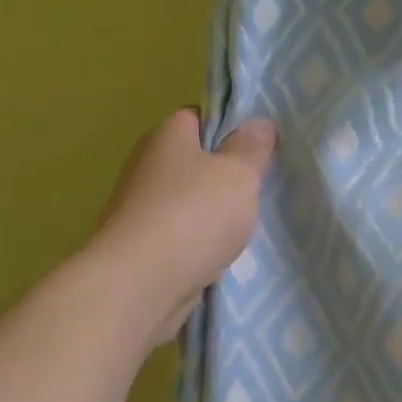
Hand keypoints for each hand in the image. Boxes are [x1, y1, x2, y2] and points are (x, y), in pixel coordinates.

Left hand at [90, 109, 275, 347]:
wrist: (141, 284)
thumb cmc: (194, 215)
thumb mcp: (238, 174)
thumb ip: (252, 148)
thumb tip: (259, 122)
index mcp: (167, 135)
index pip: (198, 117)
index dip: (229, 128)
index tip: (258, 148)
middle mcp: (147, 166)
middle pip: (194, 162)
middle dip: (225, 176)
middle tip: (260, 189)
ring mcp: (140, 209)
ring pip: (188, 203)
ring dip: (213, 215)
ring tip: (248, 227)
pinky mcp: (141, 247)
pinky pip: (180, 237)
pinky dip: (198, 245)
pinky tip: (222, 257)